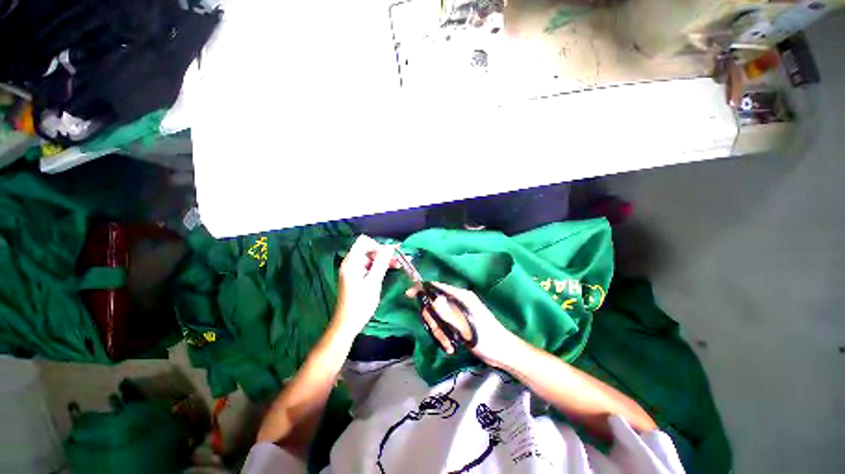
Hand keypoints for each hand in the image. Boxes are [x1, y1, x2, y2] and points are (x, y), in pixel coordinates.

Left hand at [334, 235, 398, 335]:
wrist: (347, 323)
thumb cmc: (361, 304)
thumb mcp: (374, 282)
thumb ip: (381, 263)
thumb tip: (390, 247)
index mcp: (351, 262)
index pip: (364, 242)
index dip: (379, 245)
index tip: (391, 254)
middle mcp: (350, 262)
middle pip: (368, 248)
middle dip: (384, 252)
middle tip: (399, 260)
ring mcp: (352, 269)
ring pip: (370, 257)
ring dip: (384, 259)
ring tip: (400, 264)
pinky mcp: (356, 276)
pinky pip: (369, 265)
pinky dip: (379, 266)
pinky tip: (391, 269)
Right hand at [406, 282, 521, 365]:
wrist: (502, 353)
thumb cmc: (486, 338)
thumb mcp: (465, 326)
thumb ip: (448, 312)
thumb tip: (433, 297)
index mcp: (461, 296)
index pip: (437, 286)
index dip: (422, 289)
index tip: (409, 295)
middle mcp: (458, 300)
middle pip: (434, 303)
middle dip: (434, 321)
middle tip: (439, 335)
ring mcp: (458, 311)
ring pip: (437, 316)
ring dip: (439, 331)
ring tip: (448, 345)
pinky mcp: (458, 321)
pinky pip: (443, 323)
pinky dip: (443, 334)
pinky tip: (451, 346)